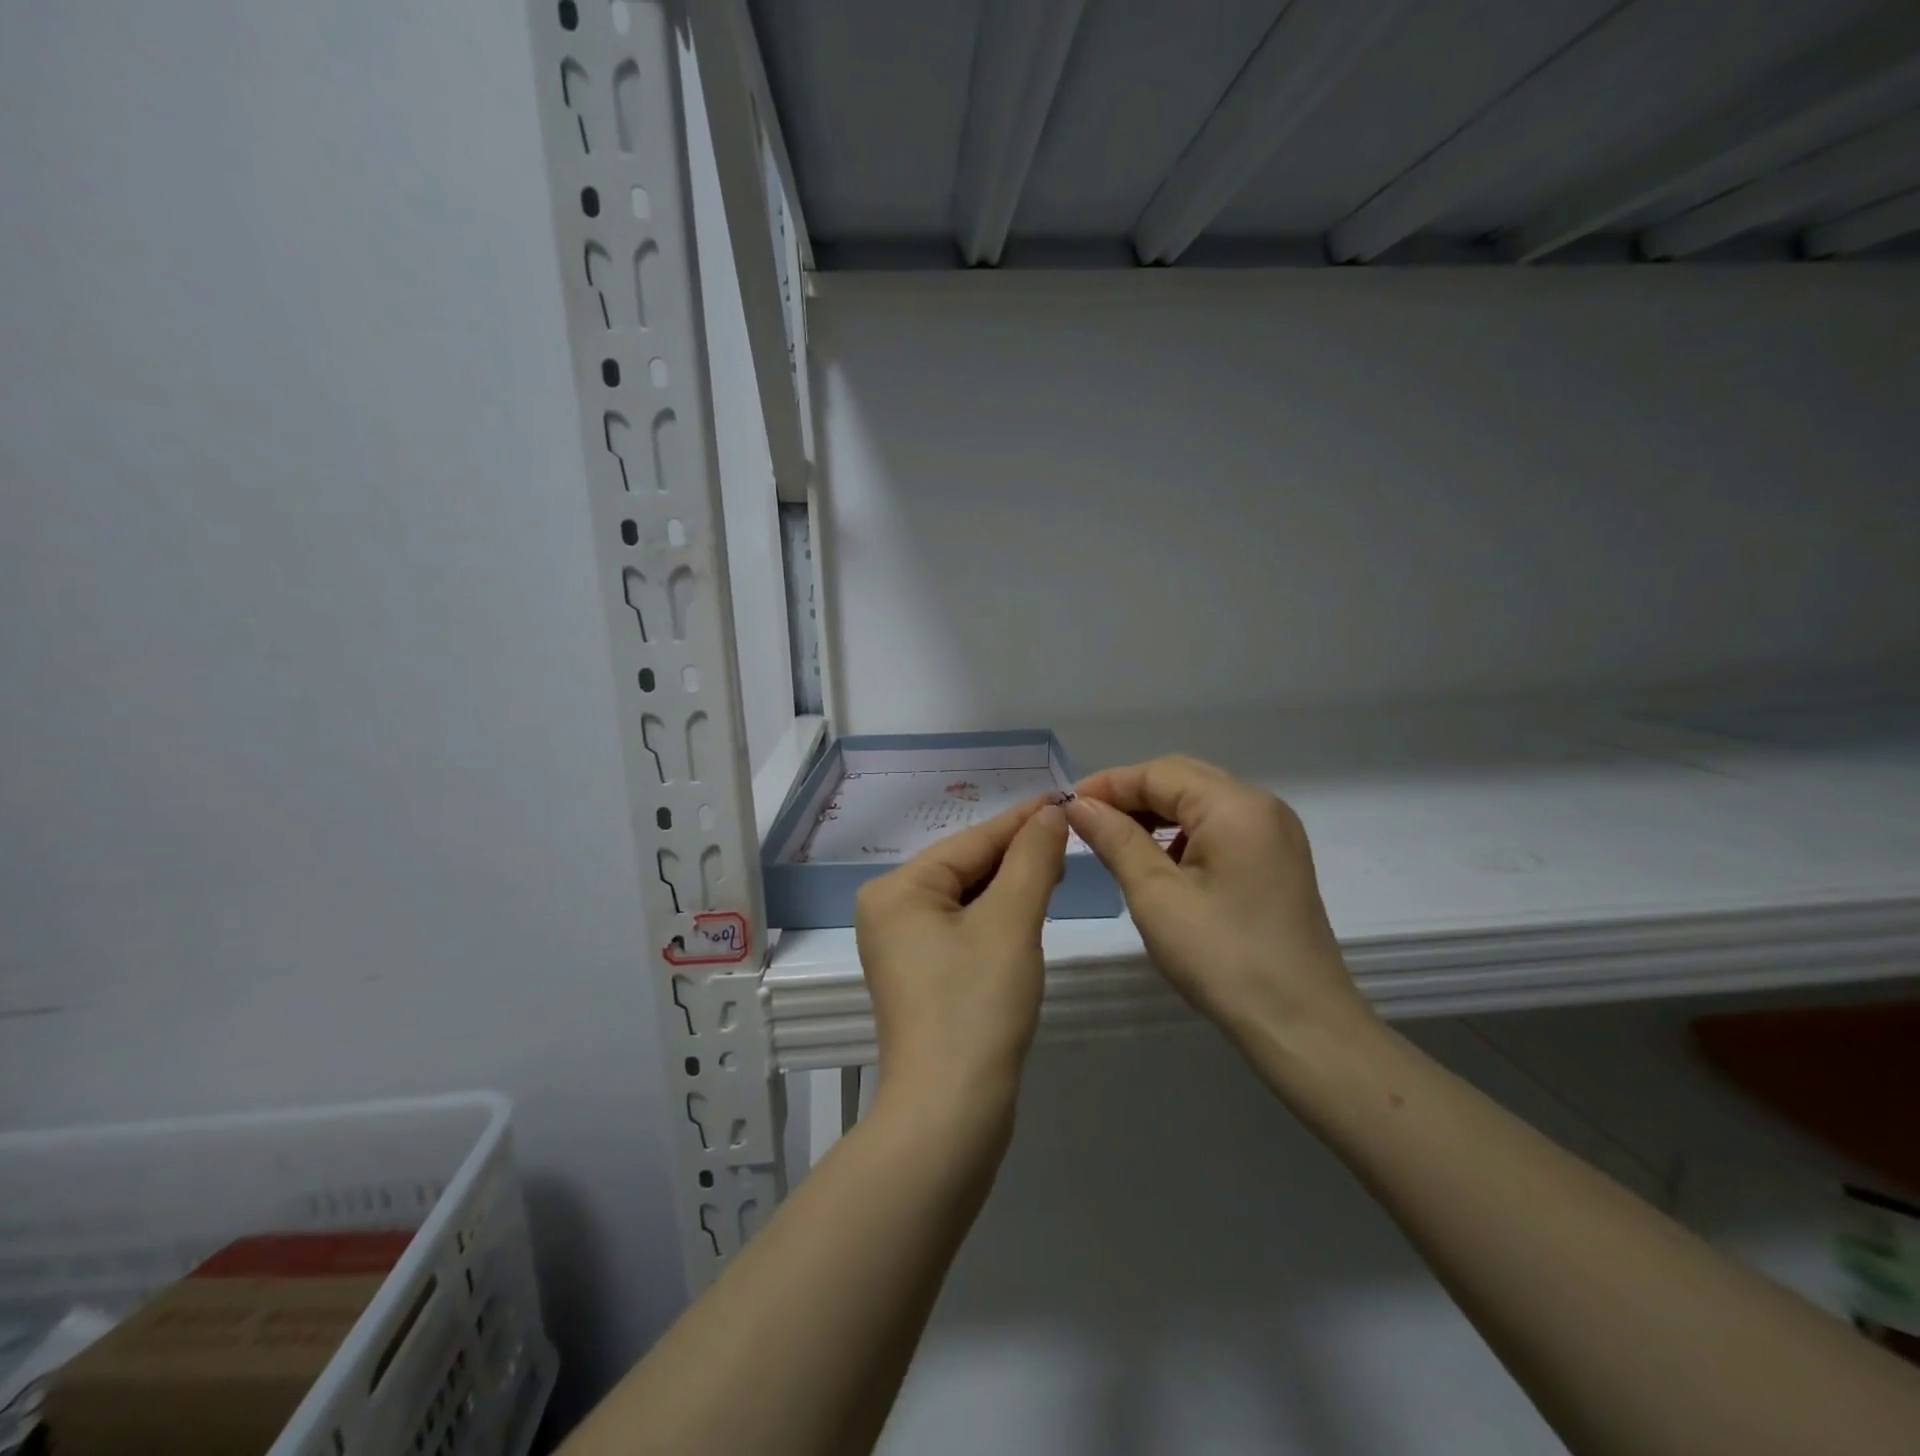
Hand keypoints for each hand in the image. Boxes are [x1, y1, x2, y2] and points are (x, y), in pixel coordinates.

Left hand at [854, 796, 1067, 1119]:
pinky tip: (1029, 910)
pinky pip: (964, 927)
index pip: (972, 841)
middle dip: (1018, 854)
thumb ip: (1032, 860)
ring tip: (1058, 867)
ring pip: (968, 898)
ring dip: (1012, 885)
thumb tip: (1050, 813)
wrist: (950, 1112)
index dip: (1023, 821)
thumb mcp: (1011, 922)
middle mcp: (889, 910)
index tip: (1066, 798)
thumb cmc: (977, 1005)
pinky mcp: (921, 975)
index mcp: (897, 889)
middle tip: (1070, 837)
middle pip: (966, 867)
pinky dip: (998, 916)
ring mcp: (902, 945)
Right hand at [1064, 756, 1374, 1058]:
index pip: (1158, 773)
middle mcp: (1261, 805)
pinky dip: (1182, 834)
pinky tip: (1158, 862)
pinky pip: (1220, 827)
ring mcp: (1275, 832)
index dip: (1108, 784)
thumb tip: (1078, 804)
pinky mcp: (1277, 860)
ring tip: (1114, 840)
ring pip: (1201, 802)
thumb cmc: (1222, 958)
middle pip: (1182, 779)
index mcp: (1235, 806)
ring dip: (1155, 814)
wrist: (1301, 1026)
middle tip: (1085, 821)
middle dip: (1130, 795)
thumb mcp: (1156, 895)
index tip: (1064, 805)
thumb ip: (1115, 839)